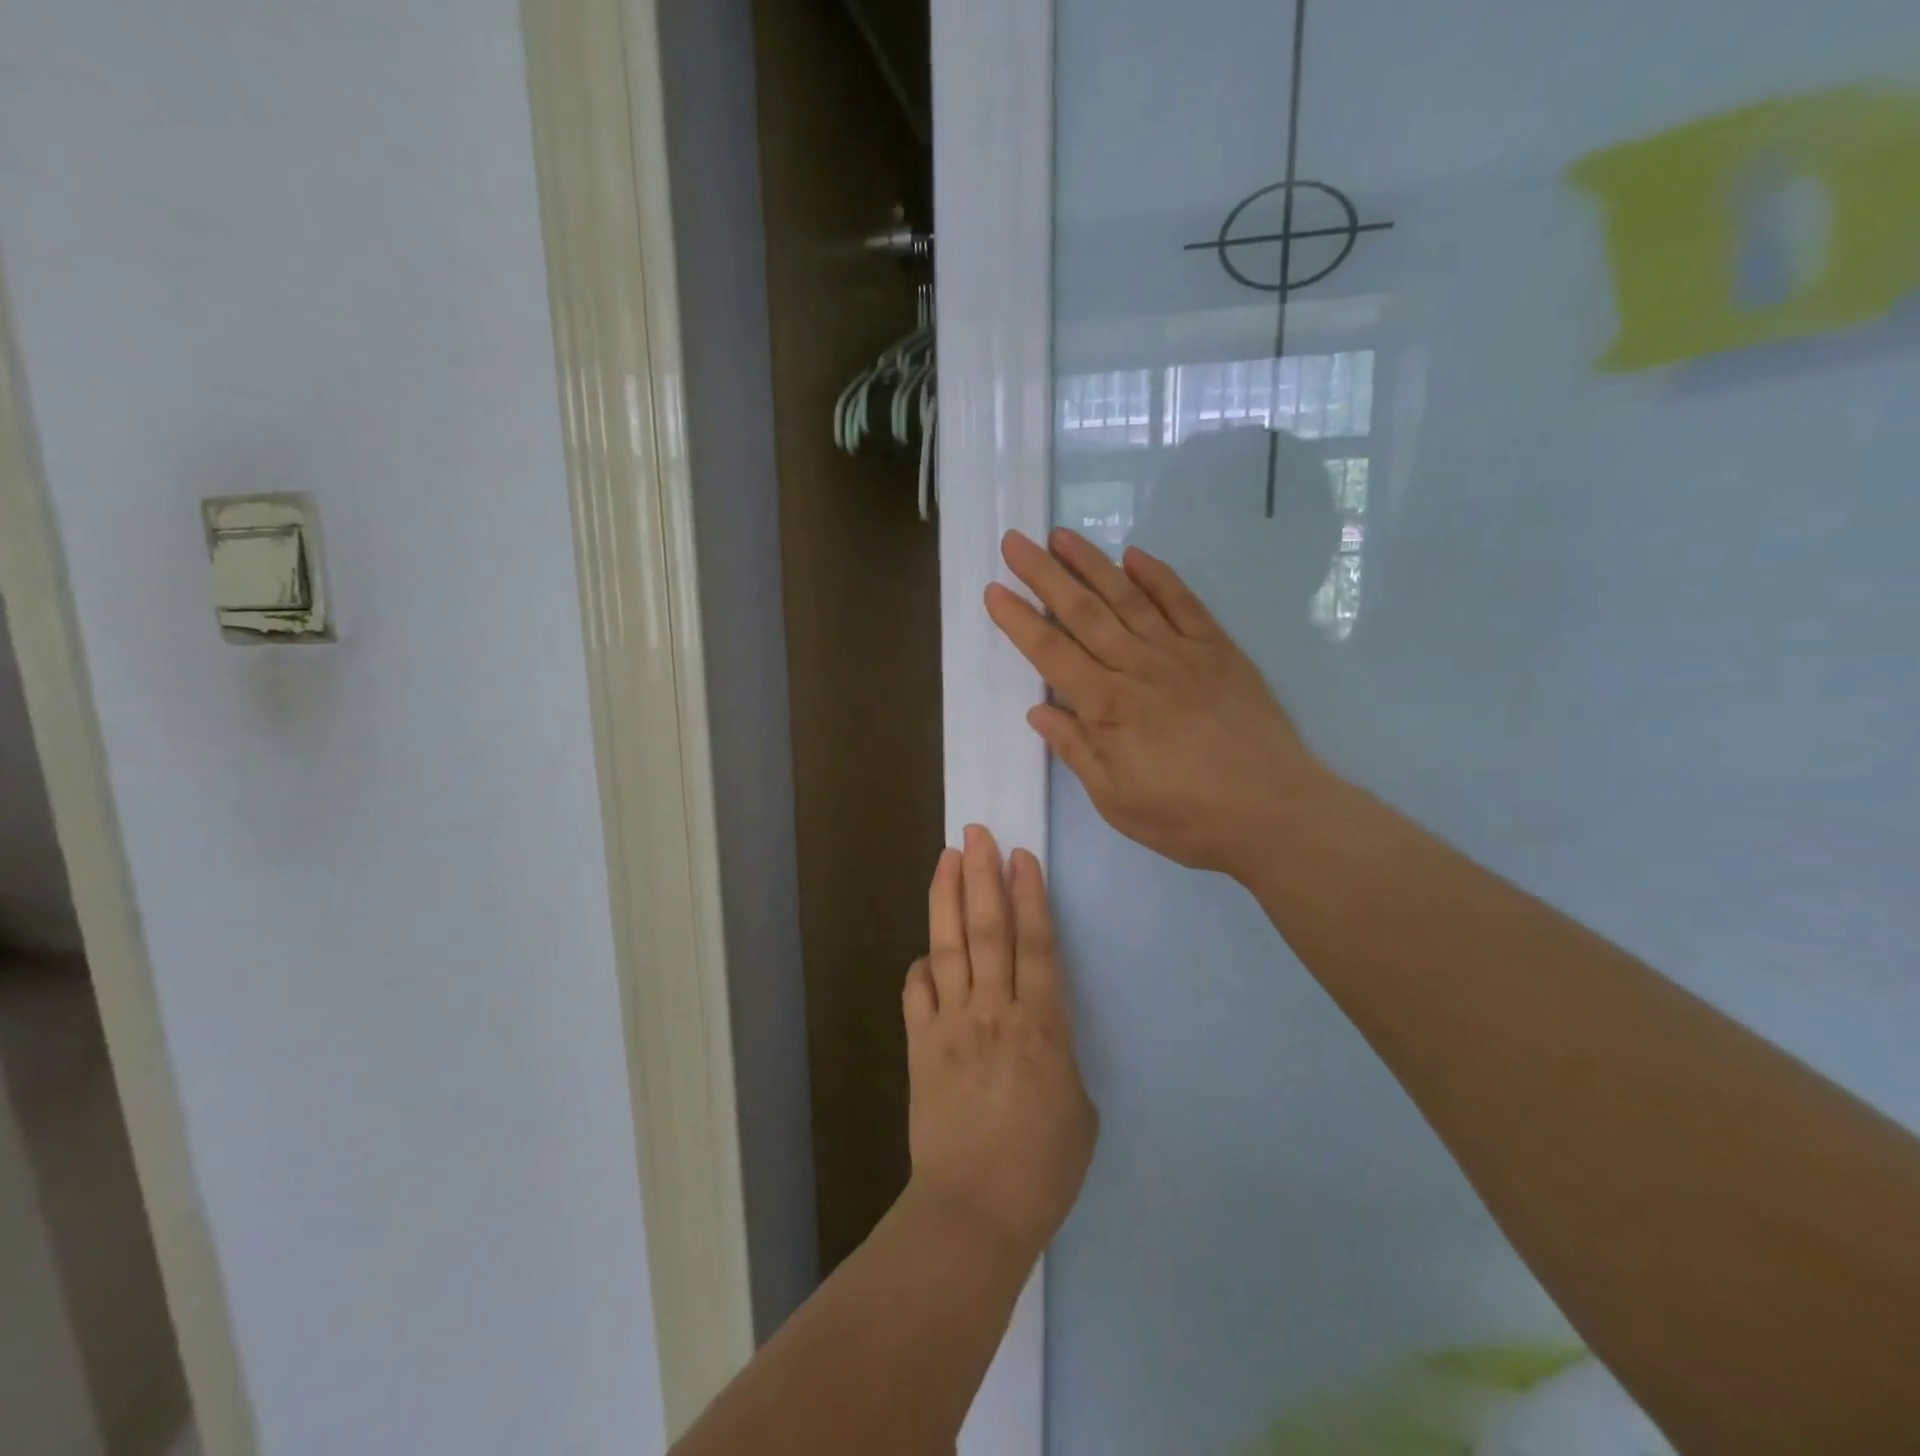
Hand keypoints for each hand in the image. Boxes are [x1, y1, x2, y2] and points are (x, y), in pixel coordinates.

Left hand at [903, 826, 1098, 1265]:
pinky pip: (918, 993)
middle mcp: (994, 1011)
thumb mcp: (1079, 1111)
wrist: (975, 1210)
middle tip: (977, 834)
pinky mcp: (920, 1046)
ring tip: (947, 858)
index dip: (1029, 895)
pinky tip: (926, 951)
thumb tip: (1038, 1039)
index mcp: (1042, 1025)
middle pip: (987, 929)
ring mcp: (951, 1024)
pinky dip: (922, 966)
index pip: (1036, 943)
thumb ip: (1059, 1059)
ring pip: (950, 947)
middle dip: (982, 876)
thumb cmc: (1042, 1168)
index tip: (1020, 856)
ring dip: (947, 898)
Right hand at [985, 528, 1318, 877]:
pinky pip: (1184, 603)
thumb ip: (1076, 750)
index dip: (1019, 621)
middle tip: (1015, 541)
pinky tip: (1134, 555)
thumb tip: (1039, 711)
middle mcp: (1139, 667)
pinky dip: (1158, 576)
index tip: (993, 590)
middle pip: (1083, 612)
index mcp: (1108, 706)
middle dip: (1044, 575)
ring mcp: (1181, 653)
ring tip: (1061, 535)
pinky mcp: (1218, 650)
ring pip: (1128, 597)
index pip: (1051, 653)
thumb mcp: (1115, 800)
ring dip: (1092, 563)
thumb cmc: (1186, 816)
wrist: (1274, 811)